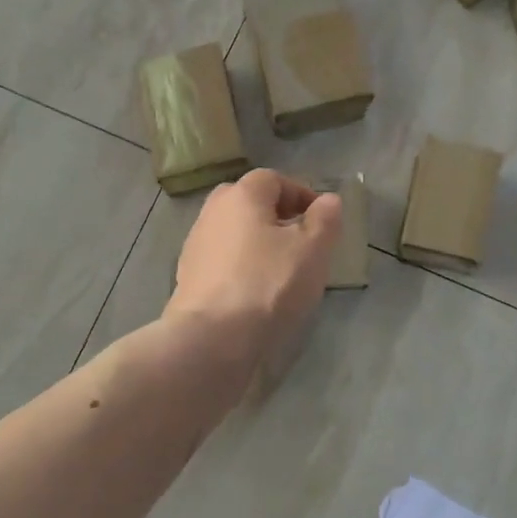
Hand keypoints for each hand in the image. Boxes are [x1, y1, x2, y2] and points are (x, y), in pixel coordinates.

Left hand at [165, 170, 342, 396]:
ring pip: (235, 232)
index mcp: (242, 195)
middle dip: (278, 217)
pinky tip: (256, 291)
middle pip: (250, 203)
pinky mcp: (188, 275)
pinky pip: (223, 259)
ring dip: (259, 243)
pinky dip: (241, 266)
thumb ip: (325, 219)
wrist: (212, 338)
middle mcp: (213, 211)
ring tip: (282, 270)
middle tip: (301, 242)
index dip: (301, 194)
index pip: (274, 179)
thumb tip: (328, 200)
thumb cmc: (269, 284)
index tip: (321, 221)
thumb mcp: (312, 249)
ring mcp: (196, 244)